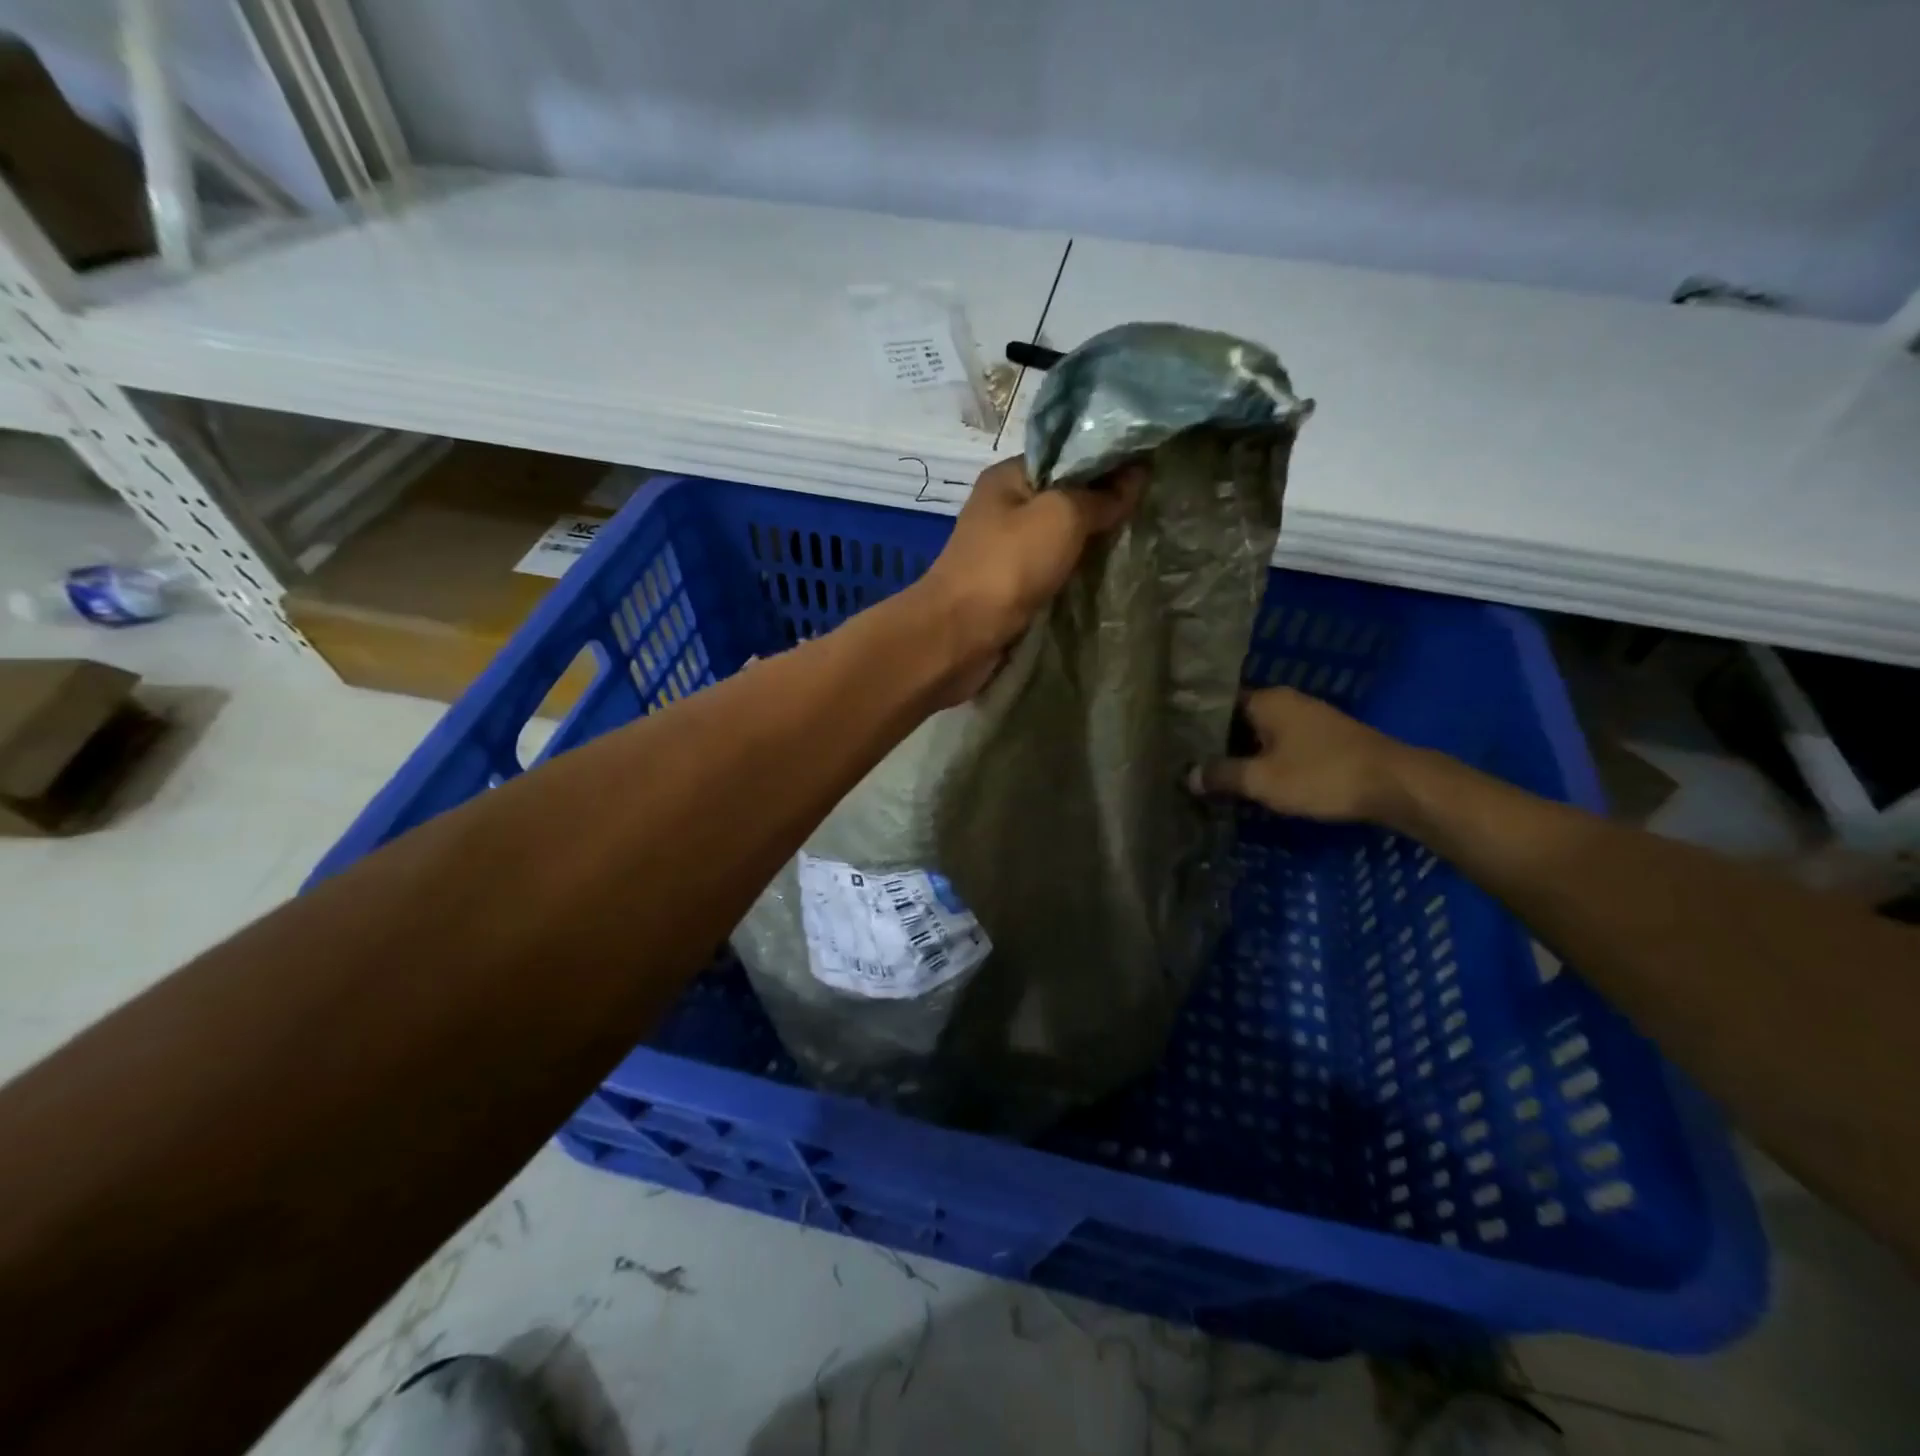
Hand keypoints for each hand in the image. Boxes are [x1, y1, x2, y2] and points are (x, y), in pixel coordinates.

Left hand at [915, 456, 1142, 700]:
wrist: (959, 635)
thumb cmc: (1008, 565)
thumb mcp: (1061, 516)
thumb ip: (1099, 496)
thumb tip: (1137, 474)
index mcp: (1008, 476)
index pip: (1066, 456)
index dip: (1106, 461)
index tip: (1151, 471)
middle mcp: (1004, 508)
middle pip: (1064, 497)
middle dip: (1103, 505)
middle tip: (1150, 510)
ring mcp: (1005, 550)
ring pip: (1059, 537)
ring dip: (1091, 543)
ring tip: (1137, 539)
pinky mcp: (1010, 586)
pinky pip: (1052, 570)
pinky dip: (1075, 572)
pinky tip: (1106, 574)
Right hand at [1190, 687, 1416, 823]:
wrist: (1394, 785)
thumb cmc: (1320, 775)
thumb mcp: (1262, 780)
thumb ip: (1222, 775)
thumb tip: (1188, 776)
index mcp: (1267, 700)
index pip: (1217, 704)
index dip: (1195, 724)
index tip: (1175, 744)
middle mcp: (1287, 701)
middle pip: (1239, 719)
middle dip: (1217, 742)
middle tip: (1190, 765)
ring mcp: (1309, 719)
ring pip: (1262, 734)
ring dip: (1243, 754)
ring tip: (1216, 777)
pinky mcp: (1326, 739)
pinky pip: (1282, 745)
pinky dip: (1266, 760)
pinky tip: (1254, 780)